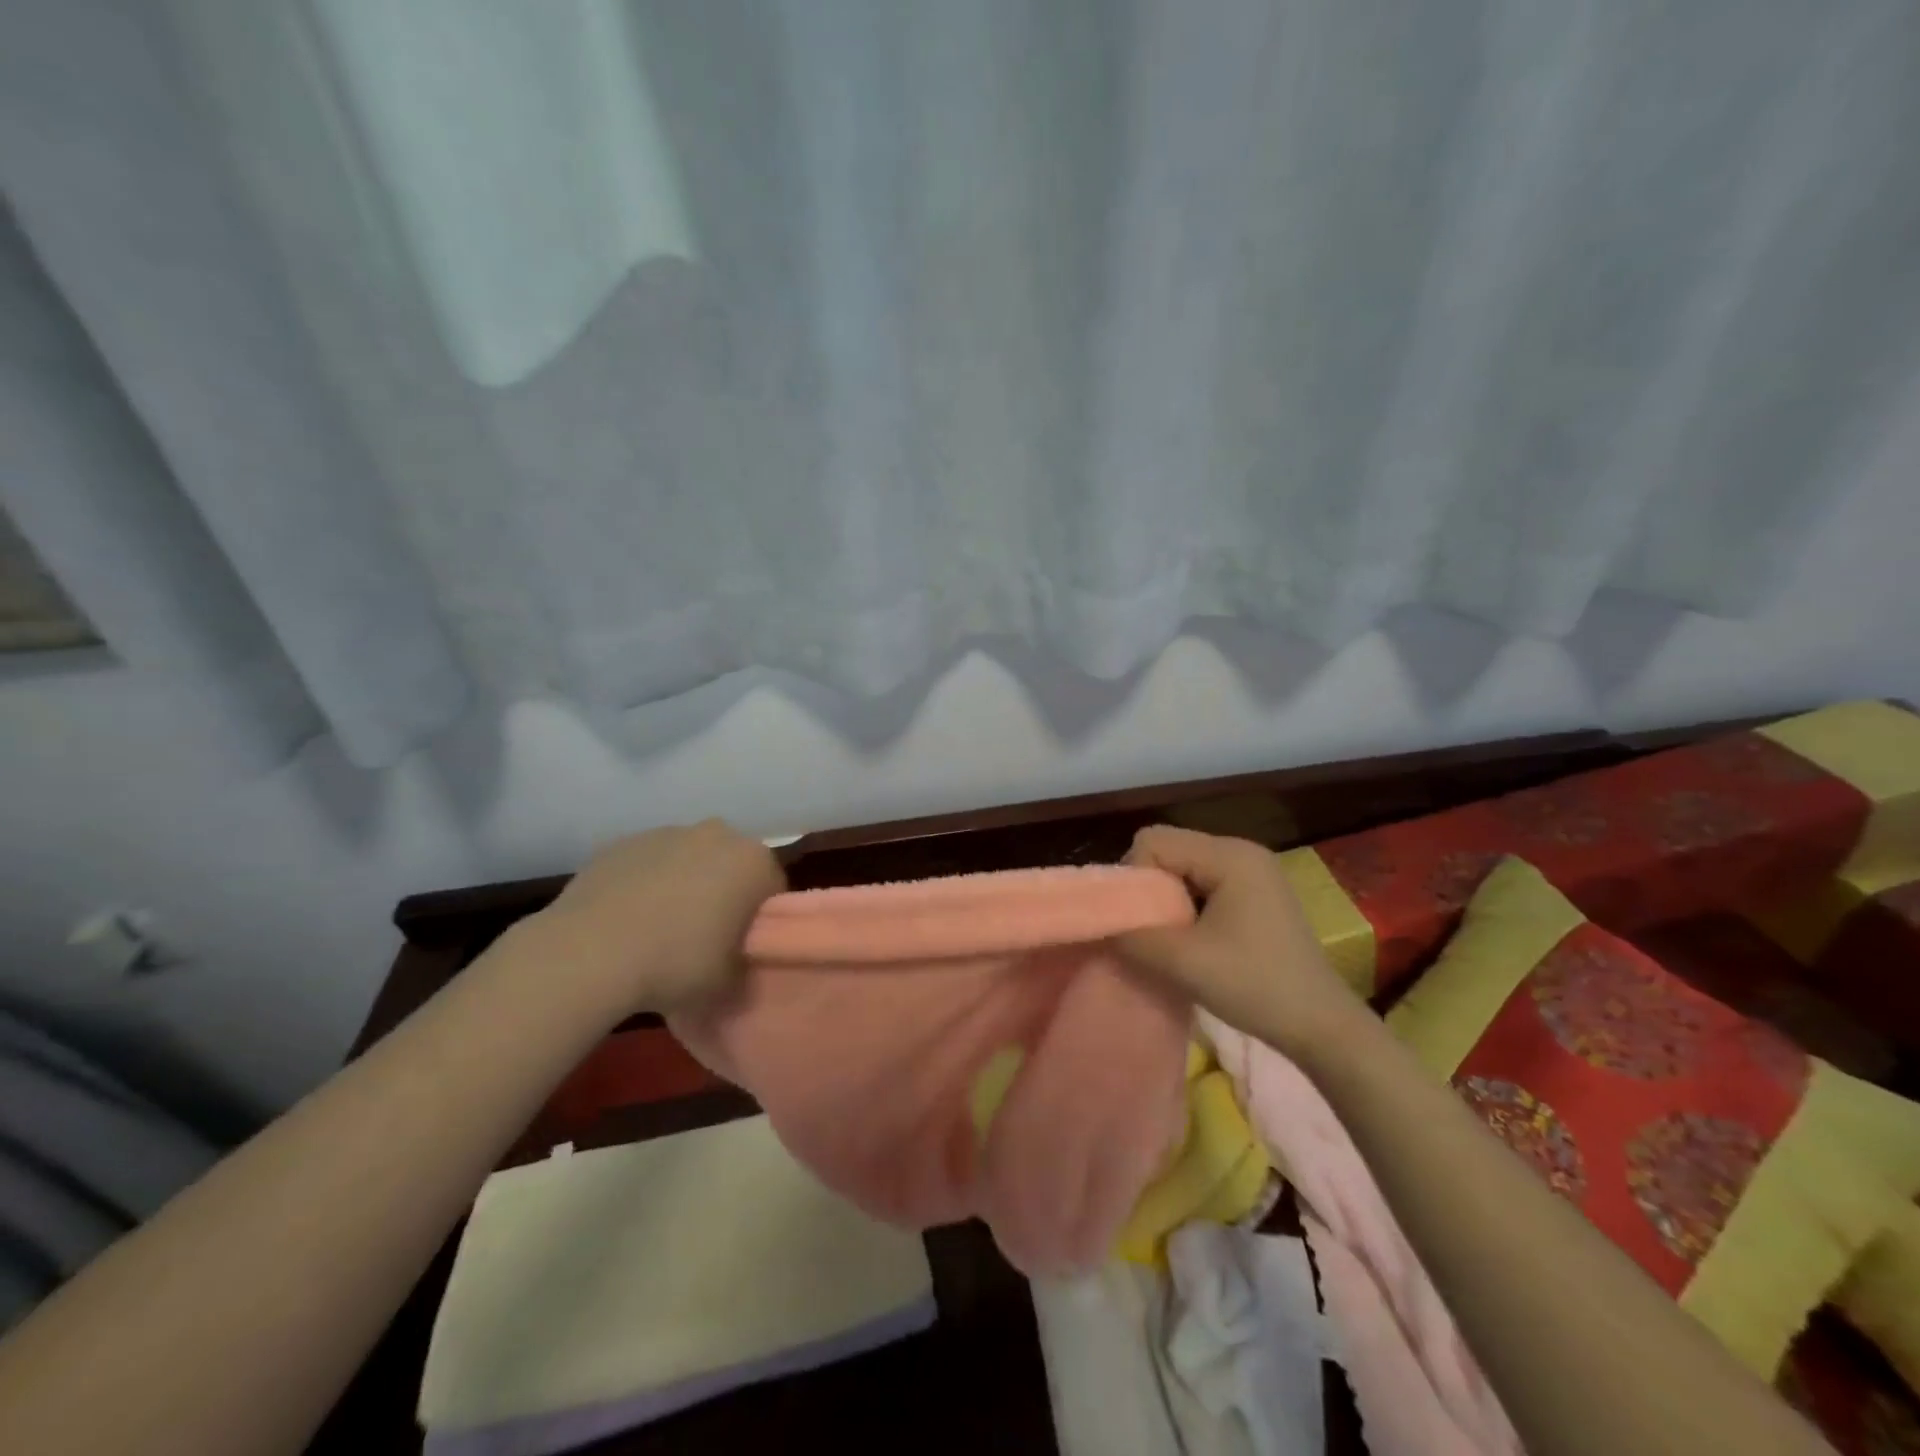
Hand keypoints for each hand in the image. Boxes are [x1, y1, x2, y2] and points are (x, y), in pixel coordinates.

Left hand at [527, 820, 785, 1017]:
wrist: (590, 953)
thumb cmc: (677, 964)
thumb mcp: (730, 983)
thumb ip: (745, 966)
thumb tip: (738, 965)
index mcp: (753, 861)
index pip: (771, 888)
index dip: (758, 920)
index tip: (741, 947)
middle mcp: (716, 835)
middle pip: (729, 866)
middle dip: (722, 894)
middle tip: (705, 938)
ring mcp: (665, 832)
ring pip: (687, 860)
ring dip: (682, 886)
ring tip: (659, 932)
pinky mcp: (622, 842)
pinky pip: (646, 865)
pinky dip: (643, 885)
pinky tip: (627, 922)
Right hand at [1115, 825, 1365, 1056]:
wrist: (1321, 1027)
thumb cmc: (1255, 987)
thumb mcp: (1183, 963)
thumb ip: (1133, 936)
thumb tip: (1099, 924)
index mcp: (1229, 855)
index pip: (1153, 841)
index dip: (1136, 877)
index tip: (1142, 922)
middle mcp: (1241, 851)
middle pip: (1168, 850)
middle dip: (1150, 889)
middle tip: (1154, 933)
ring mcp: (1252, 871)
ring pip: (1183, 869)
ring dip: (1168, 902)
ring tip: (1174, 940)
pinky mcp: (1256, 894)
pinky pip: (1202, 883)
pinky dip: (1188, 907)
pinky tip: (1195, 941)